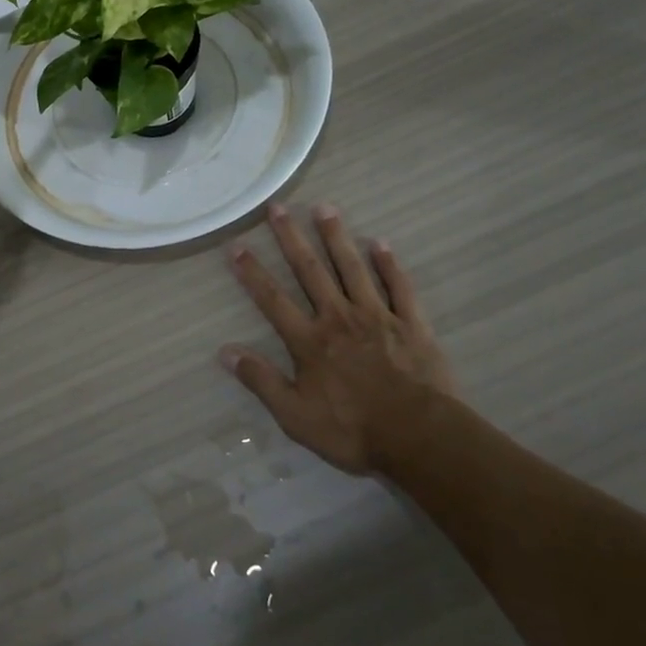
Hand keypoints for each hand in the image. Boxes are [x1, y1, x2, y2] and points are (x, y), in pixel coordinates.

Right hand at [220, 204, 456, 475]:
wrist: (420, 438)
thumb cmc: (353, 430)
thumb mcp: (296, 416)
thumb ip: (261, 381)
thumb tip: (224, 352)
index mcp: (310, 341)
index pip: (272, 299)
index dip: (252, 272)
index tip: (236, 245)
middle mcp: (339, 318)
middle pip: (310, 271)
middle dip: (290, 238)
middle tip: (277, 207)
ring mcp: (377, 317)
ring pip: (352, 269)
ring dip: (336, 237)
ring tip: (324, 207)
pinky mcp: (411, 325)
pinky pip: (399, 288)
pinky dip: (390, 265)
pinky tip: (380, 243)